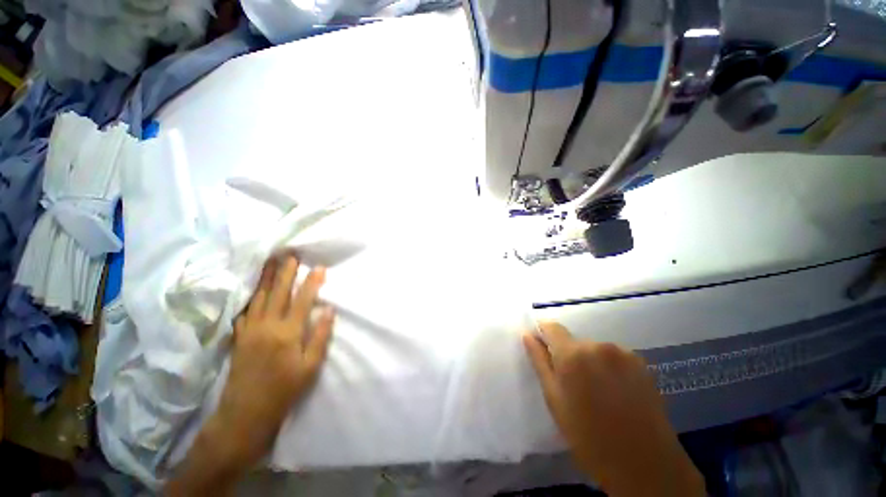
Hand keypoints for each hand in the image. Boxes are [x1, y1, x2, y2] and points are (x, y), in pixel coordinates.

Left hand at [217, 253, 334, 465]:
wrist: (245, 413)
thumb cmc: (284, 390)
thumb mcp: (310, 366)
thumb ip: (320, 335)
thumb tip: (328, 310)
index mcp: (287, 333)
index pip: (302, 300)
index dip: (311, 282)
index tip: (318, 267)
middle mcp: (267, 326)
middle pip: (277, 293)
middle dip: (285, 272)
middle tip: (290, 255)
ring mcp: (249, 330)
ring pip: (259, 298)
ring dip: (266, 278)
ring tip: (271, 263)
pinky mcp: (239, 337)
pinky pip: (245, 311)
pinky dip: (251, 297)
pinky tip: (253, 290)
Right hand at [523, 323, 703, 496]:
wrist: (644, 464)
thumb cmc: (588, 435)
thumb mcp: (554, 399)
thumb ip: (539, 362)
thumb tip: (528, 335)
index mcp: (573, 354)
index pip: (551, 326)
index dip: (543, 334)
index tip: (543, 349)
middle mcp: (598, 346)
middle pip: (574, 341)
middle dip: (569, 355)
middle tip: (573, 385)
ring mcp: (622, 353)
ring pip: (594, 349)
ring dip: (590, 362)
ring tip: (597, 392)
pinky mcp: (641, 363)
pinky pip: (614, 357)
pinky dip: (609, 367)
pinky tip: (616, 393)